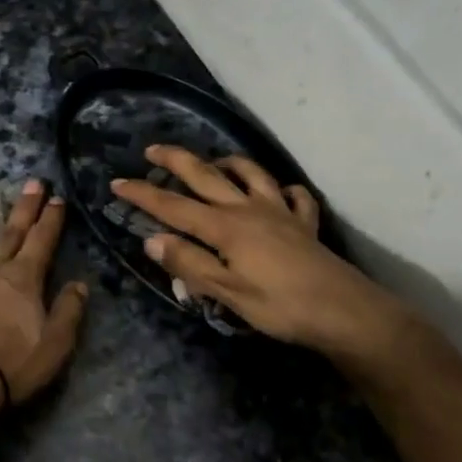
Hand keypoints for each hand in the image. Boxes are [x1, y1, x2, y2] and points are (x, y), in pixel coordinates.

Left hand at [0, 180, 88, 416]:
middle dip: (23, 208)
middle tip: (31, 183)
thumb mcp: (54, 345)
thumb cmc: (10, 366)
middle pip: (9, 233)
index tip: (57, 198)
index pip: (41, 241)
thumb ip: (68, 312)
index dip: (51, 219)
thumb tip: (80, 285)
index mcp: (22, 280)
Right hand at [112, 146, 407, 356]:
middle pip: (206, 176)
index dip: (143, 195)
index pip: (174, 207)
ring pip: (250, 174)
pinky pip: (293, 196)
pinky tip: (278, 193)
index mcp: (225, 227)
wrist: (344, 311)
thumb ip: (189, 264)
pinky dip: (282, 189)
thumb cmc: (280, 306)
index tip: (117, 183)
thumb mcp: (227, 292)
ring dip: (227, 163)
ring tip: (213, 161)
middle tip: (153, 150)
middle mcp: (249, 209)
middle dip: (176, 161)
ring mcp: (280, 212)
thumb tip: (152, 240)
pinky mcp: (304, 223)